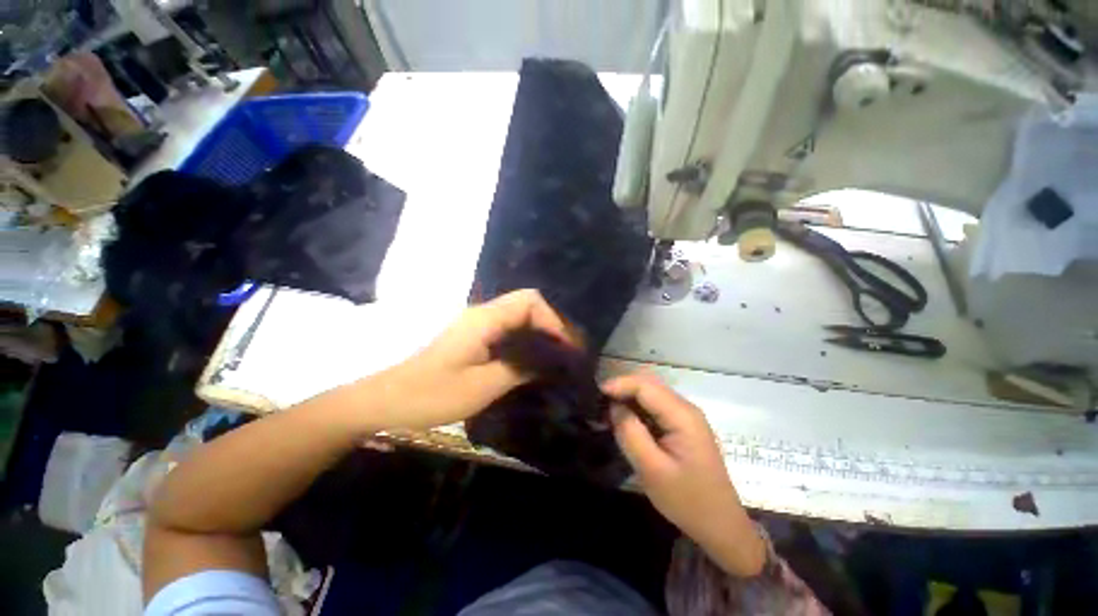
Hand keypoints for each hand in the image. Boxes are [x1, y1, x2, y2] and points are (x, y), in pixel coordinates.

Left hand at [370, 289, 574, 430]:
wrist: (386, 400)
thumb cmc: (432, 394)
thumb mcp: (482, 385)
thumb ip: (520, 368)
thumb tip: (551, 361)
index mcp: (485, 319)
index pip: (530, 300)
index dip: (552, 319)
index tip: (564, 347)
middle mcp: (483, 315)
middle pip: (527, 305)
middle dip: (549, 326)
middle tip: (563, 354)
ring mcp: (477, 325)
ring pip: (518, 318)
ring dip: (538, 334)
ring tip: (553, 359)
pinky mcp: (473, 338)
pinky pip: (508, 331)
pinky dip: (525, 341)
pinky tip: (531, 362)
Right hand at [604, 373, 765, 576]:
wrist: (720, 525)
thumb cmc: (687, 500)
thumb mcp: (652, 470)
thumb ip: (630, 433)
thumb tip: (614, 406)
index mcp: (682, 416)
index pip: (645, 386)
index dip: (618, 385)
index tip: (596, 394)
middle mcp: (685, 408)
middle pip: (648, 385)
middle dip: (621, 389)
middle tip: (599, 404)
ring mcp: (686, 416)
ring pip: (650, 394)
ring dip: (628, 398)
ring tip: (607, 412)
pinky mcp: (682, 426)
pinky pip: (655, 407)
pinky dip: (637, 409)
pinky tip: (625, 421)